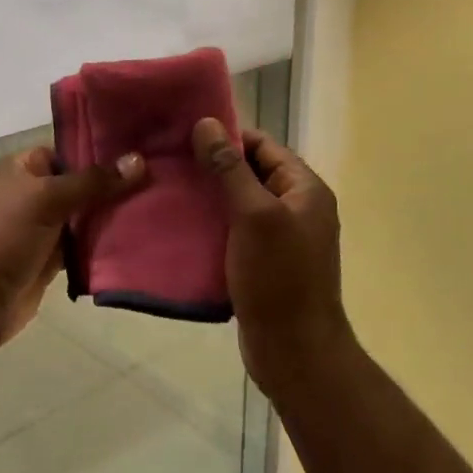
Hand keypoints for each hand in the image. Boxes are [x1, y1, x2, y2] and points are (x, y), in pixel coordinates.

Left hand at [0, 145, 144, 350]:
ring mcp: (43, 228)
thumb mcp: (47, 198)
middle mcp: (33, 194)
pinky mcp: (52, 260)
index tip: (143, 150)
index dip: (102, 150)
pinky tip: (140, 237)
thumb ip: (93, 182)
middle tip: (162, 180)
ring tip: (160, 206)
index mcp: (23, 168)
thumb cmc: (4, 235)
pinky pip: (85, 245)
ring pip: (86, 216)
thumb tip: (139, 160)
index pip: (69, 150)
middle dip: (115, 185)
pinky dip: (105, 244)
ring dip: (114, 216)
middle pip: (82, 184)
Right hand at [191, 120, 348, 391]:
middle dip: (212, 166)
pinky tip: (180, 225)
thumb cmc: (278, 277)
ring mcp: (281, 237)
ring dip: (209, 196)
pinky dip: (212, 225)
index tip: (184, 134)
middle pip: (251, 172)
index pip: (263, 146)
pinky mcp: (263, 263)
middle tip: (168, 162)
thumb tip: (207, 123)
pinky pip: (235, 231)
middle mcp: (297, 208)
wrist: (294, 350)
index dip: (226, 136)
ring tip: (168, 189)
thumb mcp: (254, 215)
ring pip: (239, 203)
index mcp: (305, 189)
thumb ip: (230, 168)